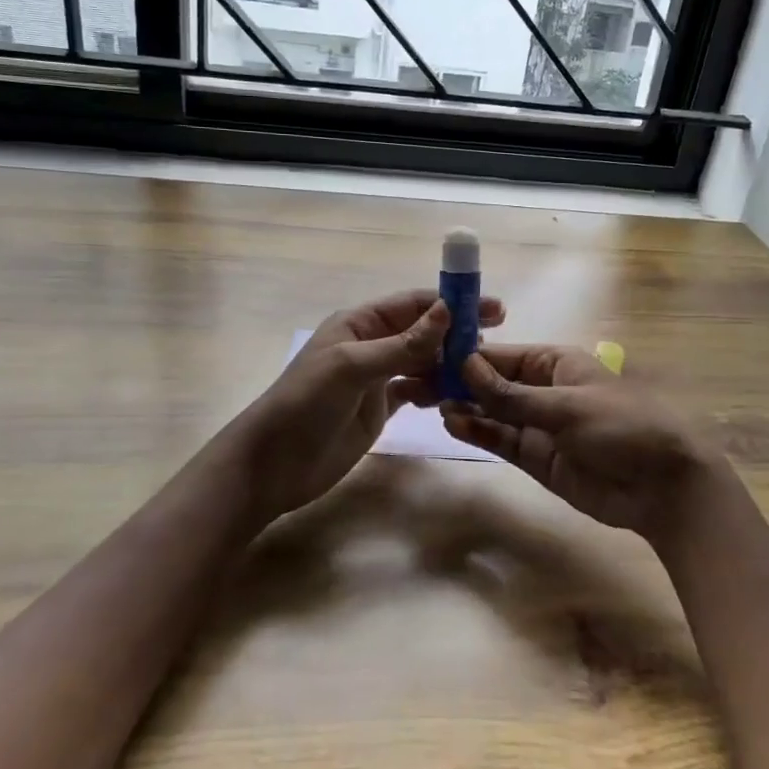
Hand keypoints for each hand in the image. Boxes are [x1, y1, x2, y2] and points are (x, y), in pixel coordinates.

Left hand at [238, 288, 504, 521]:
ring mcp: (376, 379)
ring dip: (449, 365)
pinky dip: (435, 392)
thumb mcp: (352, 367)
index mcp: (359, 324)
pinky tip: (454, 397)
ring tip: (480, 375)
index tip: (493, 309)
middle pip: (423, 332)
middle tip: (496, 344)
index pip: (413, 304)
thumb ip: (402, 343)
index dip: (452, 303)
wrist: (272, 465)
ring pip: (423, 363)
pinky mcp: (380, 409)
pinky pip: (416, 391)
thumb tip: (447, 310)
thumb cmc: (305, 404)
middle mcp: (370, 345)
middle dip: (457, 335)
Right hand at [441, 344, 725, 544]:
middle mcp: (543, 390)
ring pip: (493, 411)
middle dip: (459, 382)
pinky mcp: (537, 457)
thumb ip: (512, 394)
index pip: (503, 355)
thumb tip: (465, 366)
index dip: (469, 355)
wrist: (662, 487)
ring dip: (465, 407)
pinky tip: (453, 424)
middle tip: (417, 382)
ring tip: (429, 402)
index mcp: (557, 363)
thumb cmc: (622, 427)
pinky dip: (479, 431)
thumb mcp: (566, 406)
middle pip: (493, 382)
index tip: (430, 355)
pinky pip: (502, 439)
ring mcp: (539, 425)